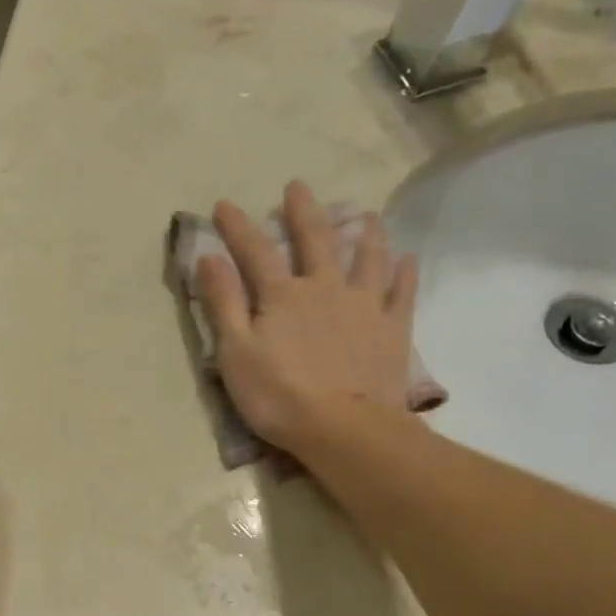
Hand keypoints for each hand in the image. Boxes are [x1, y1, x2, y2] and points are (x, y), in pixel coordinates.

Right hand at [196, 179, 419, 453]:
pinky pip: (402, 293)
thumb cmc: (278, 395)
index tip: (223, 204)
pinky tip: (407, 259)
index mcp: (283, 295)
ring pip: (367, 258)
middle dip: (302, 211)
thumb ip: (223, 303)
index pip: (255, 252)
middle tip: (298, 186)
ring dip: (364, 233)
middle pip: (315, 240)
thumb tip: (209, 257)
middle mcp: (325, 288)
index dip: (237, 227)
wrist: (342, 428)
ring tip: (366, 214)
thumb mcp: (235, 352)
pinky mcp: (392, 330)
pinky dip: (405, 274)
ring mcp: (364, 306)